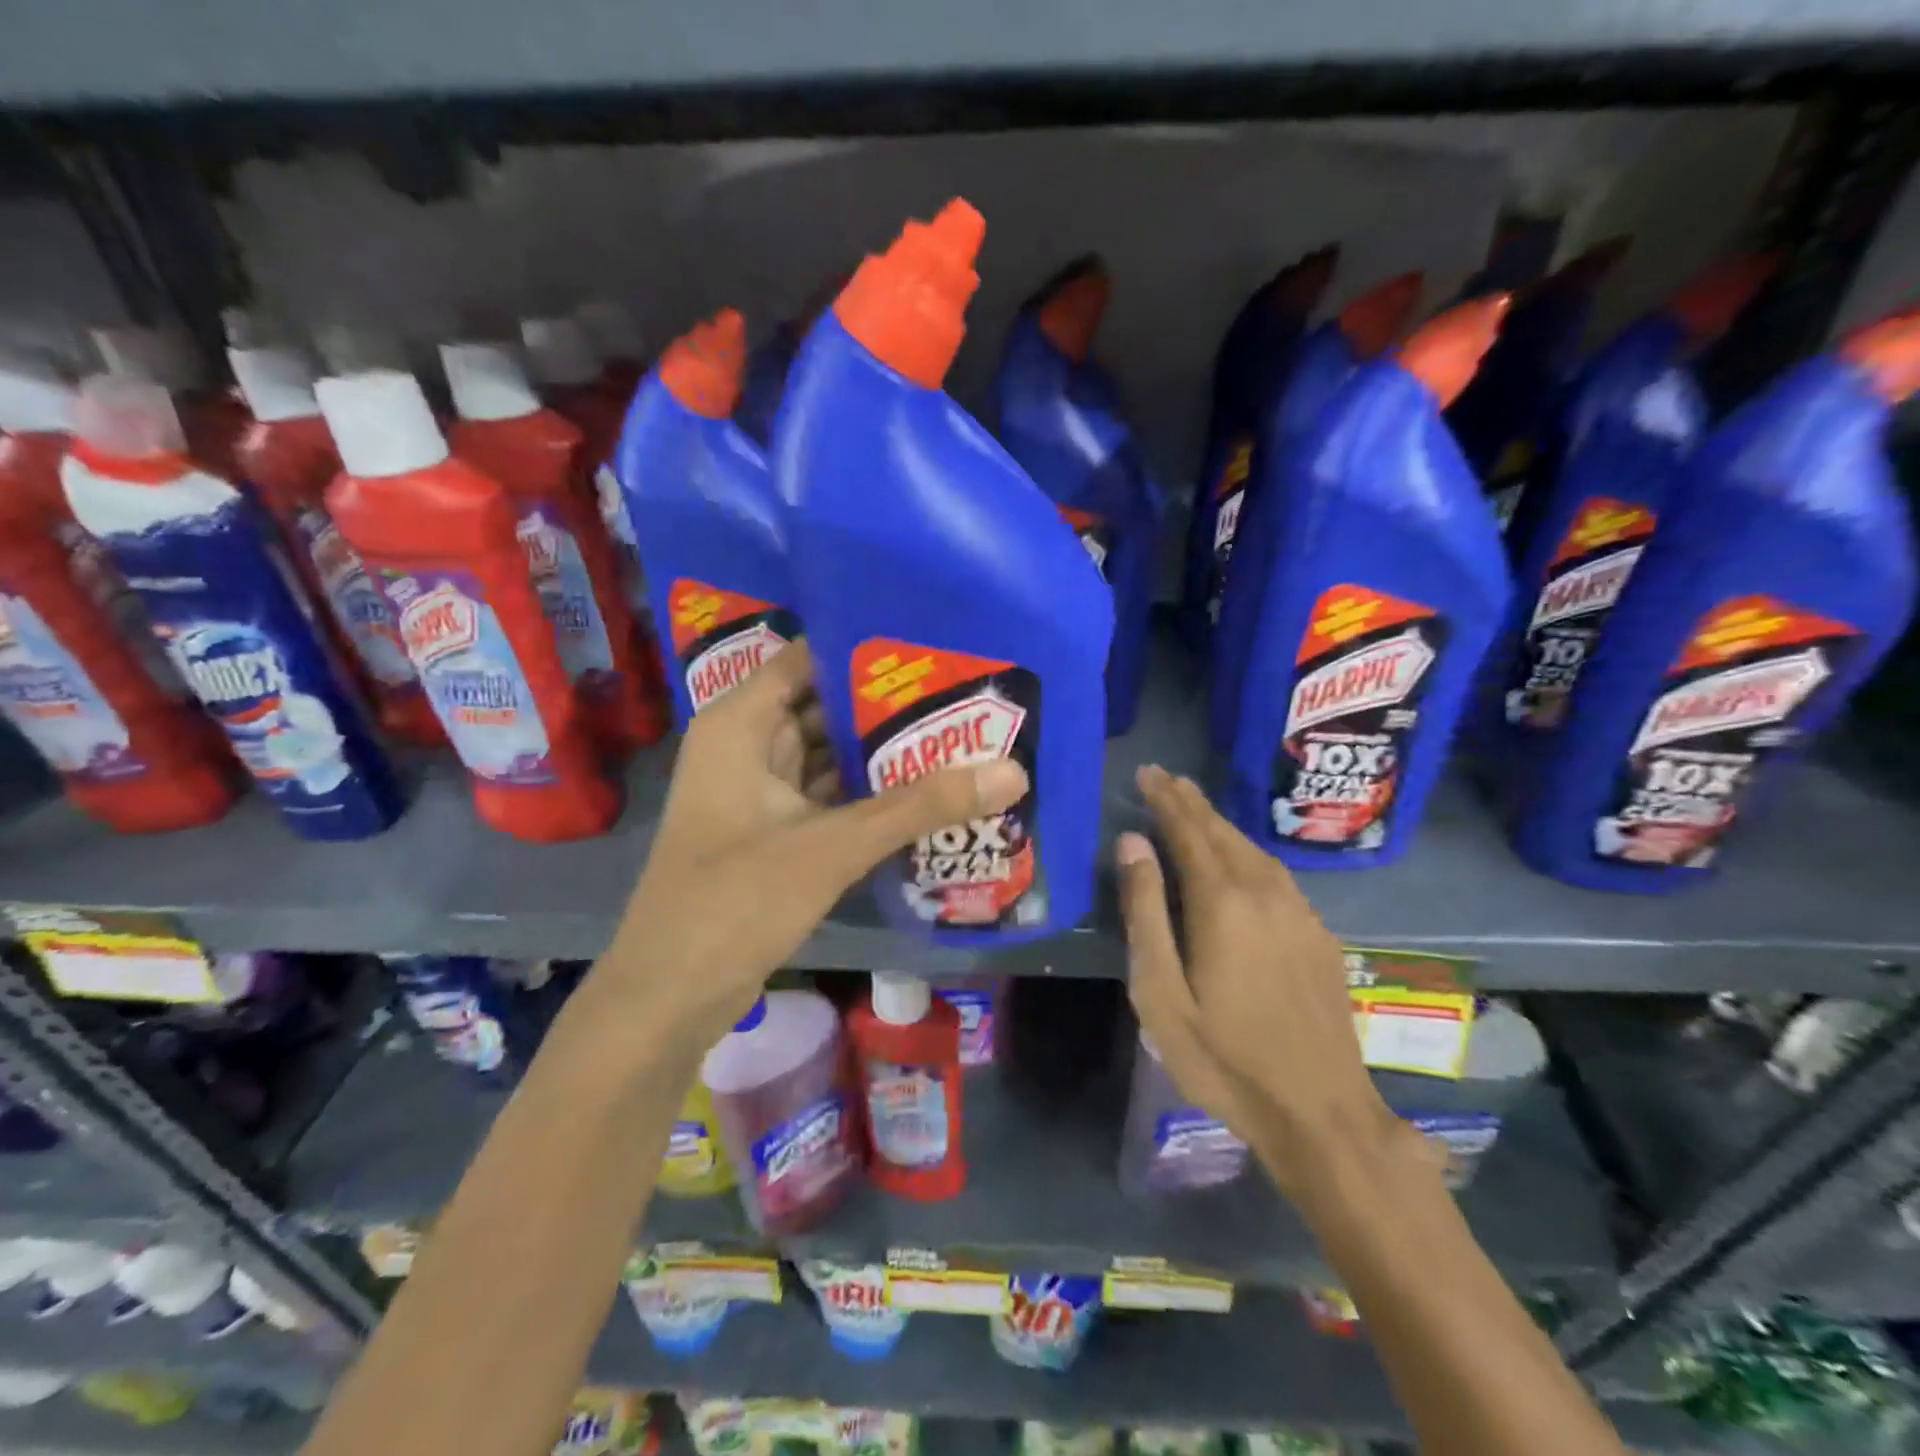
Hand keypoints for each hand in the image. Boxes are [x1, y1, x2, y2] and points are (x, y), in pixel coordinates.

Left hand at [603, 640, 1027, 1046]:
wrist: (671, 996)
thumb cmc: (736, 900)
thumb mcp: (834, 846)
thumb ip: (920, 806)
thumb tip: (1012, 772)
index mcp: (742, 723)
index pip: (810, 658)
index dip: (868, 650)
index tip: (936, 646)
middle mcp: (748, 745)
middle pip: (826, 707)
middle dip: (891, 706)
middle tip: (967, 694)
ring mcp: (760, 792)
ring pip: (830, 755)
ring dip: (884, 754)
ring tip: (960, 735)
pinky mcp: (775, 832)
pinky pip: (829, 797)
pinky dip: (869, 795)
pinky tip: (925, 792)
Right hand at [1116, 764, 1410, 1199]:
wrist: (1321, 1112)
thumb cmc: (1224, 1057)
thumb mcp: (1161, 992)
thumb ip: (1145, 911)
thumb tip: (1132, 842)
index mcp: (1222, 902)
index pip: (1188, 831)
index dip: (1166, 799)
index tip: (1148, 772)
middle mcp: (1265, 893)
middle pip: (1223, 833)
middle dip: (1191, 802)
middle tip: (1166, 778)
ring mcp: (1299, 913)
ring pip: (1253, 850)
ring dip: (1220, 824)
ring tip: (1195, 806)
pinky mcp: (1318, 936)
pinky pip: (1276, 874)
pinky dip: (1247, 852)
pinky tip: (1241, 859)